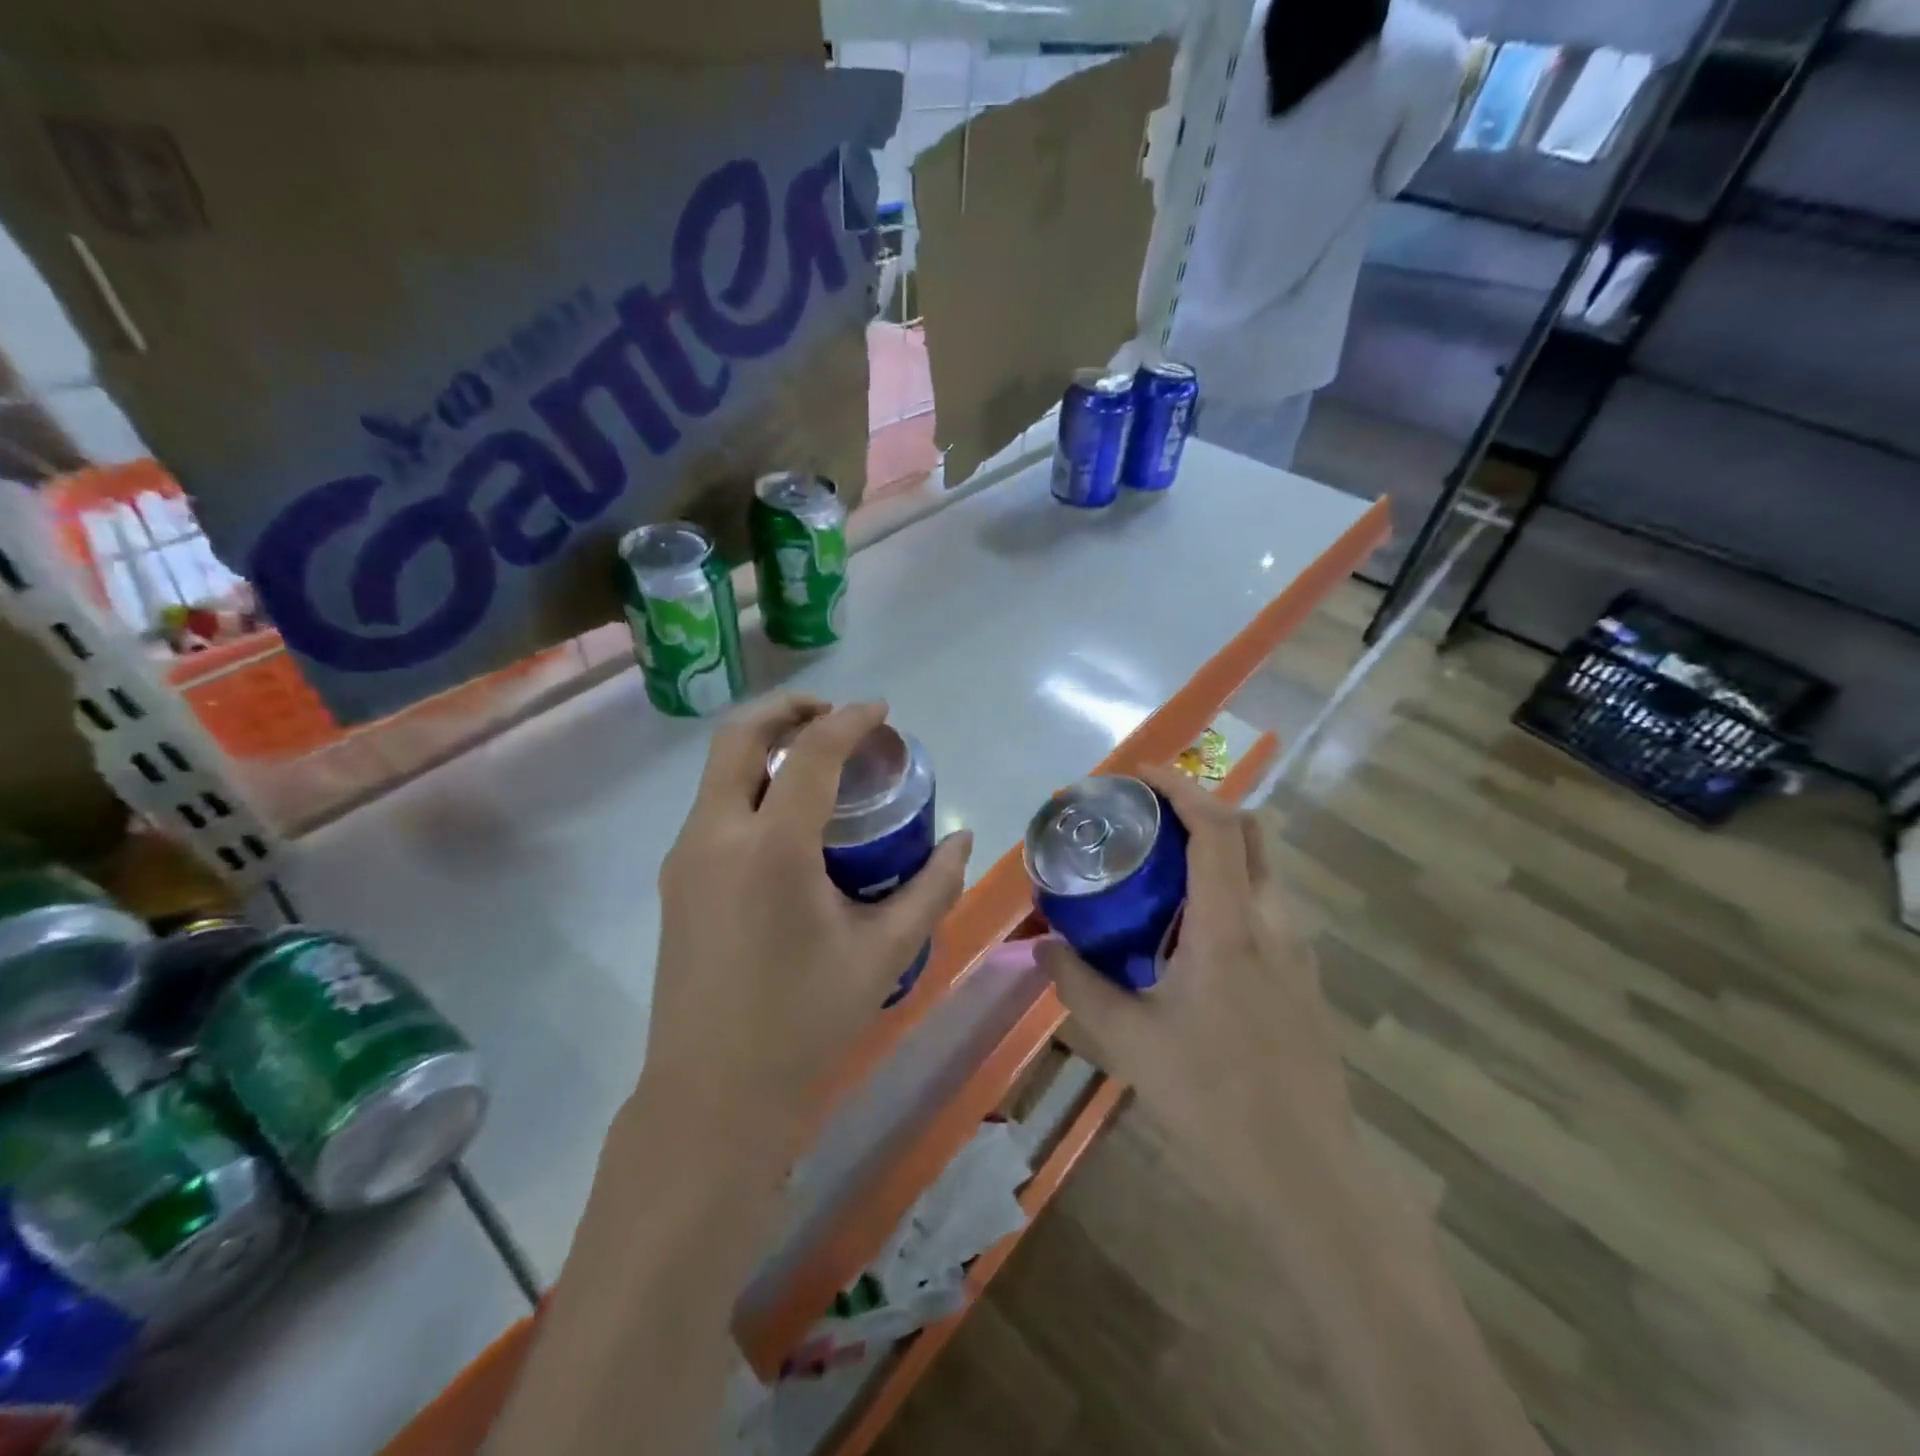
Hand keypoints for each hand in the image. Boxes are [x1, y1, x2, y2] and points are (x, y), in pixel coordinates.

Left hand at [643, 695, 972, 1162]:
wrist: (713, 1093)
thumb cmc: (806, 1021)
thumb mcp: (884, 953)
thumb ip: (931, 888)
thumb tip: (962, 840)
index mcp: (771, 848)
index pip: (811, 752)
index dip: (850, 720)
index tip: (881, 711)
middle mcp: (716, 835)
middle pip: (739, 735)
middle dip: (788, 709)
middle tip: (835, 716)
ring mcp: (685, 856)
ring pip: (718, 767)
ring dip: (765, 745)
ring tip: (816, 761)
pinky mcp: (675, 879)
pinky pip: (712, 804)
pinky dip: (749, 783)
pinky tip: (788, 818)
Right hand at [1035, 762, 1355, 1187]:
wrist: (1307, 1173)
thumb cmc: (1214, 1099)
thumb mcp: (1129, 1041)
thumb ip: (1078, 985)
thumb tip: (1040, 946)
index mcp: (1230, 926)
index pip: (1217, 827)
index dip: (1181, 787)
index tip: (1140, 774)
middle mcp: (1272, 922)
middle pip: (1251, 831)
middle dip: (1202, 805)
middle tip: (1148, 814)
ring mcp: (1296, 949)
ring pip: (1262, 867)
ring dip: (1217, 846)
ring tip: (1161, 864)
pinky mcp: (1303, 977)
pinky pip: (1265, 904)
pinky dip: (1230, 884)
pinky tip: (1190, 927)